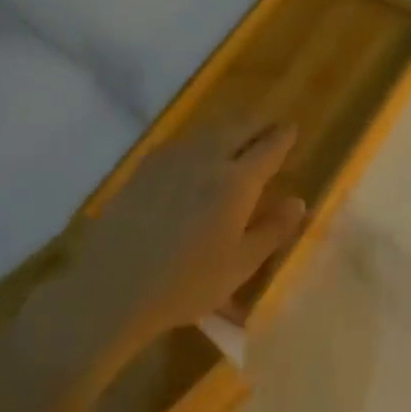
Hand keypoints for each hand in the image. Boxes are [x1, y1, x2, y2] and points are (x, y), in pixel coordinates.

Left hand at [35, 122, 306, 353]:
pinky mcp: (144, 169)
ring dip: (230, 126)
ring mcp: (171, 161)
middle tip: (270, 126)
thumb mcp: (241, 264)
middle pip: (238, 128)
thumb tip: (298, 201)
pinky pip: (182, 141)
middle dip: (258, 123)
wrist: (112, 287)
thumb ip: (273, 230)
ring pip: (208, 130)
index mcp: (237, 182)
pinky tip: (197, 150)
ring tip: (239, 132)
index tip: (293, 129)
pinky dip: (201, 138)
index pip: (268, 148)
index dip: (283, 137)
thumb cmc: (187, 283)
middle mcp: (206, 160)